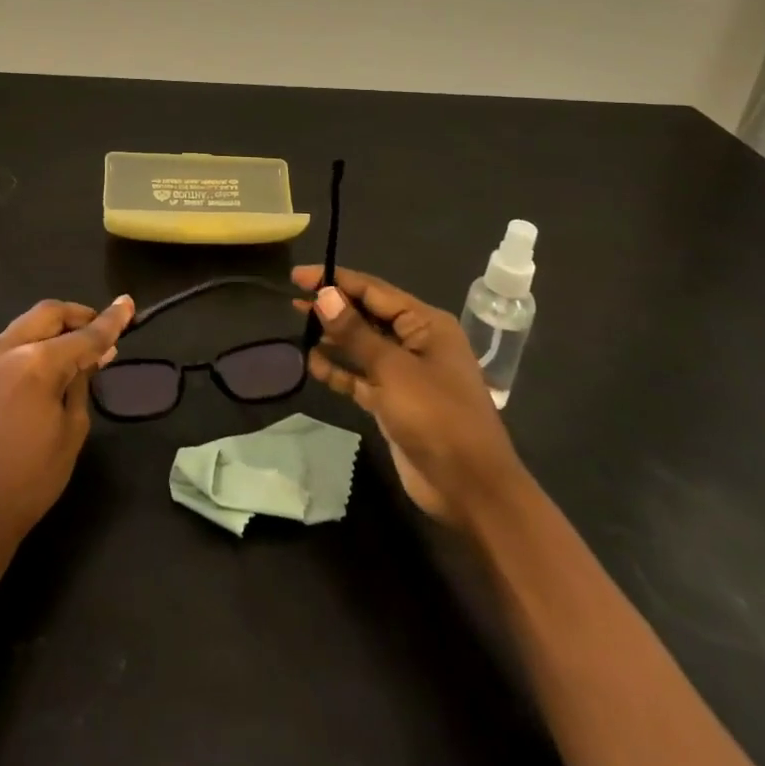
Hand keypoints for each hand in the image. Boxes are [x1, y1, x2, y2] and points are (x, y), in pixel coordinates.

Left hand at [0, 295, 134, 547]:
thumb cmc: (31, 478)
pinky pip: (15, 340)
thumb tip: (97, 353)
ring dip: (57, 327)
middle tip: (104, 331)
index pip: (83, 334)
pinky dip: (38, 340)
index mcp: (35, 363)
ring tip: (83, 347)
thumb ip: (83, 381)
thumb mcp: (71, 429)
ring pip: (30, 322)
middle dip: (79, 316)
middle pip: (50, 313)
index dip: (111, 321)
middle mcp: (7, 348)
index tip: (129, 304)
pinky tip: (55, 360)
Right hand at [293, 265, 524, 526]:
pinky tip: (313, 364)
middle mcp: (416, 342)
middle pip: (367, 315)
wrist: (470, 489)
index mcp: (426, 324)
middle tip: (293, 301)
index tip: (298, 276)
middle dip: (333, 307)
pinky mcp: (394, 402)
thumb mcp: (393, 369)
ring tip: (298, 327)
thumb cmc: (437, 417)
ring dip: (333, 338)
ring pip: (362, 345)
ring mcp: (405, 374)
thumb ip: (355, 332)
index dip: (335, 280)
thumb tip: (323, 294)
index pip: (373, 290)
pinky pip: (361, 376)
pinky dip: (339, 370)